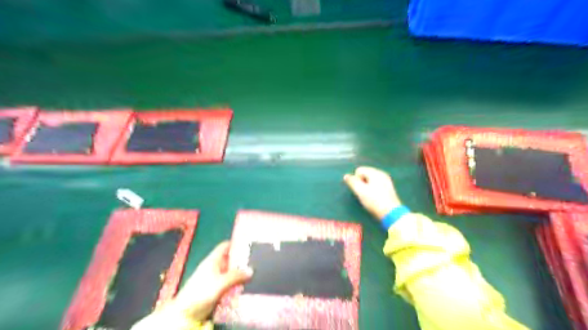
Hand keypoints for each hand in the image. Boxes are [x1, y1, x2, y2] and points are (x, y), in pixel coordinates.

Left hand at [170, 241, 252, 319]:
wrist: (186, 314)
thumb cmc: (200, 293)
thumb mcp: (220, 283)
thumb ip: (235, 276)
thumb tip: (251, 270)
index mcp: (212, 260)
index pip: (225, 246)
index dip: (236, 243)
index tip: (249, 243)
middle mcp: (214, 267)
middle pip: (230, 259)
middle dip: (242, 259)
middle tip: (256, 259)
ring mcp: (215, 279)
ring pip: (231, 272)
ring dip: (241, 272)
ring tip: (255, 271)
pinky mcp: (216, 290)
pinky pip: (230, 283)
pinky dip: (237, 283)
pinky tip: (247, 285)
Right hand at [343, 166, 401, 219]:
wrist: (391, 213)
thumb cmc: (374, 201)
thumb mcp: (360, 191)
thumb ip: (352, 182)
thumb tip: (346, 176)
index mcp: (375, 172)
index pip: (359, 170)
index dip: (356, 180)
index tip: (359, 189)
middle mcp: (381, 173)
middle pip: (365, 174)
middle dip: (361, 182)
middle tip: (363, 193)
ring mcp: (386, 180)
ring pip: (370, 180)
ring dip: (367, 186)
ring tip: (369, 197)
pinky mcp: (388, 188)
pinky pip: (376, 184)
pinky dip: (373, 189)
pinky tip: (375, 198)